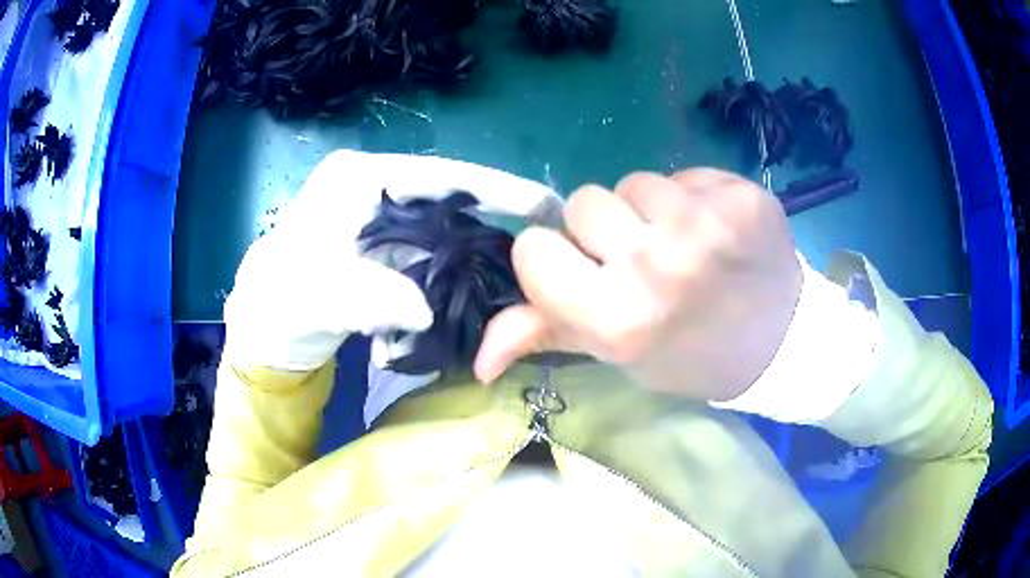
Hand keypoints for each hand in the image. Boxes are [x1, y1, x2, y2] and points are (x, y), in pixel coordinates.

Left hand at [223, 150, 558, 370]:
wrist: (264, 330)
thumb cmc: (279, 304)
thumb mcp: (315, 298)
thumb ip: (368, 297)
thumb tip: (425, 308)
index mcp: (357, 177)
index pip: (441, 174)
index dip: (497, 188)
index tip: (546, 204)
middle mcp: (373, 185)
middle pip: (450, 195)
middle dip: (496, 216)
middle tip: (547, 240)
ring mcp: (379, 213)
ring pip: (444, 223)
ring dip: (477, 245)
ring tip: (524, 263)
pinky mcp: (383, 241)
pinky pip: (432, 247)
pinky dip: (455, 265)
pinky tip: (480, 281)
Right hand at [474, 169, 801, 401]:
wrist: (779, 343)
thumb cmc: (690, 355)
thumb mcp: (618, 356)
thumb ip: (547, 338)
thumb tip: (478, 362)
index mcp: (616, 319)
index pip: (533, 250)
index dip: (554, 260)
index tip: (584, 272)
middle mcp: (655, 267)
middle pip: (583, 203)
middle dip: (604, 231)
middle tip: (645, 262)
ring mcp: (704, 224)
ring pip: (633, 182)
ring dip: (650, 211)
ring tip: (685, 246)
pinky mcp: (740, 197)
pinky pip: (684, 174)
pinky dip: (692, 198)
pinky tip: (718, 231)